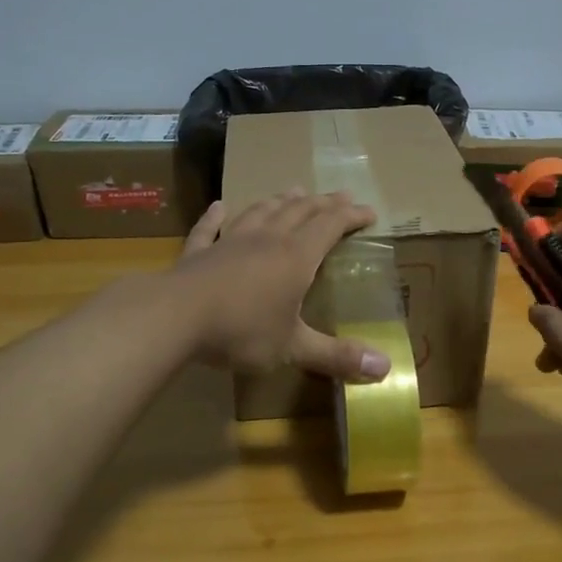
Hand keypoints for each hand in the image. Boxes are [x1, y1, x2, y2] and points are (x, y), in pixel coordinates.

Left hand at [172, 191, 392, 381]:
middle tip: (340, 195)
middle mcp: (267, 240)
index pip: (330, 226)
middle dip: (322, 203)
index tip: (369, 211)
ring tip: (294, 191)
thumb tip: (386, 370)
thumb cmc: (241, 330)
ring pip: (261, 212)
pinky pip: (209, 229)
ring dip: (280, 201)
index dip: (351, 216)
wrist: (175, 317)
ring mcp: (230, 242)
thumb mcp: (293, 347)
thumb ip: (337, 356)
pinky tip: (219, 206)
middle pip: (299, 212)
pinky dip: (216, 217)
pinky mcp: (198, 253)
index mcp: (295, 257)